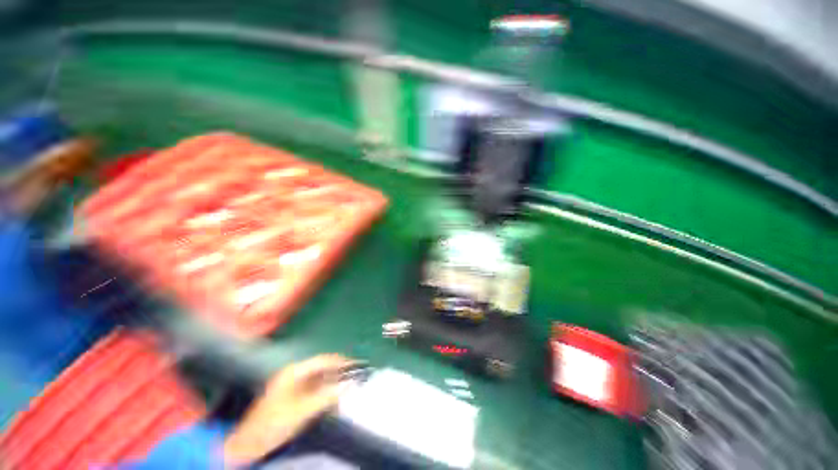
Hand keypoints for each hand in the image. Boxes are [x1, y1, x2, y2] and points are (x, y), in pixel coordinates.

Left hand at [223, 354, 354, 465]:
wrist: (248, 444)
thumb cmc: (273, 425)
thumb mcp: (302, 411)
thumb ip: (326, 397)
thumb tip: (348, 385)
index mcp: (294, 372)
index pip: (323, 360)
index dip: (341, 362)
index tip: (356, 365)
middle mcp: (294, 374)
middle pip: (322, 367)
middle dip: (338, 371)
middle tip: (354, 375)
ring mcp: (293, 384)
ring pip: (319, 378)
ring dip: (333, 381)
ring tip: (347, 386)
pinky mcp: (293, 395)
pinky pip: (314, 388)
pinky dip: (325, 391)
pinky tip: (332, 398)